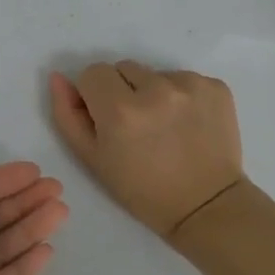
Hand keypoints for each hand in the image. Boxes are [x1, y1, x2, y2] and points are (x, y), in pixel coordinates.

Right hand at [49, 61, 244, 240]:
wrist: (206, 206)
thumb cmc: (142, 190)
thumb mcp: (93, 159)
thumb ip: (68, 115)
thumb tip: (58, 78)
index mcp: (120, 109)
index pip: (92, 73)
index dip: (94, 96)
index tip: (107, 120)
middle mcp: (156, 89)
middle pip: (124, 68)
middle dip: (123, 91)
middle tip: (136, 126)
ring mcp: (190, 85)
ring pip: (155, 73)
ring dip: (154, 92)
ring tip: (164, 127)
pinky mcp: (216, 86)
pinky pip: (185, 79)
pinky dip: (182, 96)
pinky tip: (187, 125)